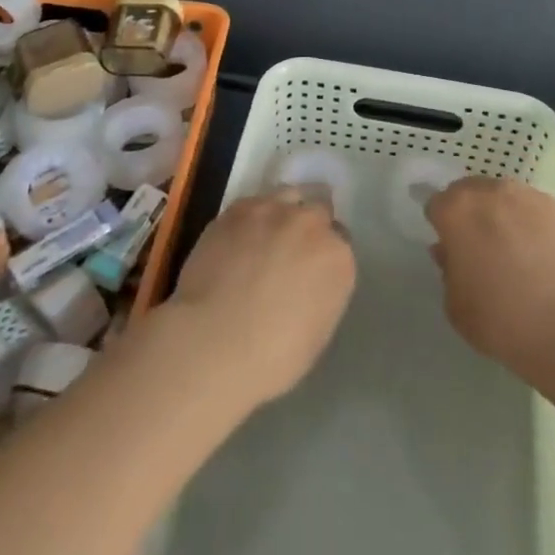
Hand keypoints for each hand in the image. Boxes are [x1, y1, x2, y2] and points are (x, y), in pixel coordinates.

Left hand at [166, 188, 356, 405]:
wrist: (213, 342)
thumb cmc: (271, 357)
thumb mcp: (317, 332)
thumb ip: (322, 292)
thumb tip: (308, 280)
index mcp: (338, 258)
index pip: (340, 242)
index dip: (323, 255)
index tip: (310, 270)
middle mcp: (312, 224)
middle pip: (317, 212)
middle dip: (306, 229)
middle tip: (287, 253)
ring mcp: (275, 210)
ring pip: (287, 197)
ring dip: (282, 214)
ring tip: (263, 238)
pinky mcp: (239, 208)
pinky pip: (253, 204)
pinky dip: (250, 219)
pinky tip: (236, 240)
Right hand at [426, 177, 554, 380]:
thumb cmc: (501, 320)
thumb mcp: (456, 306)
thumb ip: (448, 270)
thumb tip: (450, 251)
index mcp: (457, 210)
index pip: (437, 205)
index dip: (441, 227)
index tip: (451, 250)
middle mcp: (492, 192)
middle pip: (471, 192)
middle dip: (471, 213)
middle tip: (480, 248)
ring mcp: (530, 197)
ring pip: (506, 197)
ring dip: (503, 215)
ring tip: (517, 251)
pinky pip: (538, 211)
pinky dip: (535, 226)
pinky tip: (545, 257)